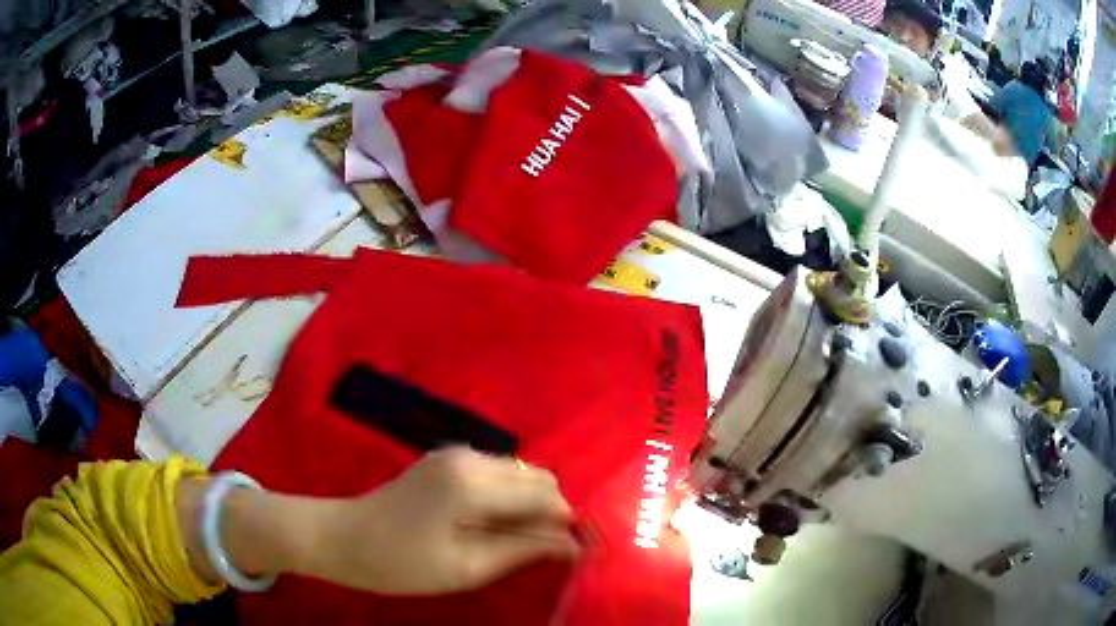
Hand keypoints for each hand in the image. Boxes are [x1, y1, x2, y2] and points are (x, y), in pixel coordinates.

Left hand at [302, 448, 578, 594]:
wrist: (343, 537)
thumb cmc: (399, 562)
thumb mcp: (465, 568)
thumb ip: (522, 550)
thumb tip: (572, 545)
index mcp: (472, 485)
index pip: (545, 496)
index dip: (567, 523)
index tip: (575, 551)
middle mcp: (470, 458)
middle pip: (538, 476)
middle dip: (551, 511)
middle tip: (541, 550)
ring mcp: (456, 453)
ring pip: (520, 471)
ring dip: (530, 503)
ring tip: (516, 540)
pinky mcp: (447, 459)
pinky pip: (498, 472)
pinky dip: (509, 496)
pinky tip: (492, 523)